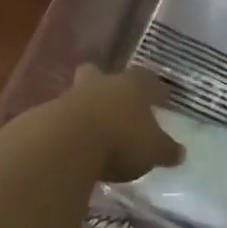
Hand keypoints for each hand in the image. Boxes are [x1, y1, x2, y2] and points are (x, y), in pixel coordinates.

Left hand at [46, 66, 184, 184]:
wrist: (66, 144)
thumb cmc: (120, 140)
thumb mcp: (152, 151)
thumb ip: (165, 150)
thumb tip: (180, 153)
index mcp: (131, 86)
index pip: (146, 80)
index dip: (154, 88)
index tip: (160, 97)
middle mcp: (101, 84)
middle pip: (100, 74)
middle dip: (105, 83)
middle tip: (112, 100)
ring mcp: (70, 97)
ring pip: (78, 94)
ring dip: (84, 108)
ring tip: (92, 130)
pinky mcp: (46, 116)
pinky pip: (60, 118)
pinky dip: (67, 128)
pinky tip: (72, 145)